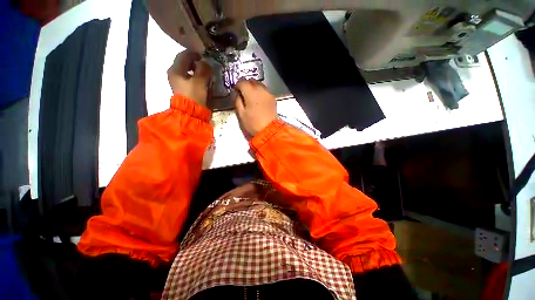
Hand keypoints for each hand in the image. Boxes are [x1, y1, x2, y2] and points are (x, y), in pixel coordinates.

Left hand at [168, 51, 211, 106]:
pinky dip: (195, 77)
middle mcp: (174, 74)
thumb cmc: (194, 96)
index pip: (184, 55)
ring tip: (206, 73)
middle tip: (206, 65)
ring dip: (196, 70)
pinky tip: (203, 81)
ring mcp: (178, 83)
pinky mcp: (183, 90)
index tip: (204, 56)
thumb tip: (205, 63)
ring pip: (187, 71)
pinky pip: (189, 78)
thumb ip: (203, 70)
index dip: (194, 53)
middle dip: (195, 62)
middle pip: (184, 62)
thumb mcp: (200, 81)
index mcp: (176, 70)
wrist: (190, 113)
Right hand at [234, 79, 276, 136]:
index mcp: (251, 93)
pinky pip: (265, 90)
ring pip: (259, 84)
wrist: (269, 130)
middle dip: (246, 84)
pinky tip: (259, 100)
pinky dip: (260, 92)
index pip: (242, 82)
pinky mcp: (273, 98)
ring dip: (254, 87)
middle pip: (252, 81)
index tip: (236, 90)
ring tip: (251, 96)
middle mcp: (260, 90)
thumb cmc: (253, 123)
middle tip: (243, 92)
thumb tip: (237, 94)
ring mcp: (268, 93)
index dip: (237, 85)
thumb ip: (237, 101)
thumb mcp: (241, 114)